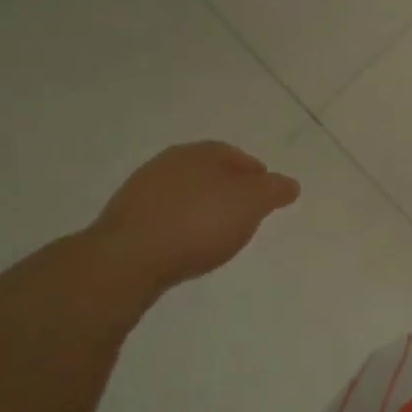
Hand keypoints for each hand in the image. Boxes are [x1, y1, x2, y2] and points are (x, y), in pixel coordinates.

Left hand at [87, 143, 299, 294]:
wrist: (127, 259)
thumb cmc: (199, 222)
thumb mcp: (253, 203)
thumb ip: (275, 190)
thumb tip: (288, 184)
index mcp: (201, 152)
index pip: (237, 156)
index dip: (256, 175)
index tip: (267, 197)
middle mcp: (169, 162)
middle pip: (209, 173)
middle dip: (228, 190)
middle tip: (244, 214)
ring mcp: (141, 190)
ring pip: (184, 194)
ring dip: (201, 208)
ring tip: (215, 234)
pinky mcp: (123, 220)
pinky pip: (163, 217)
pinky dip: (179, 226)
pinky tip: (185, 245)